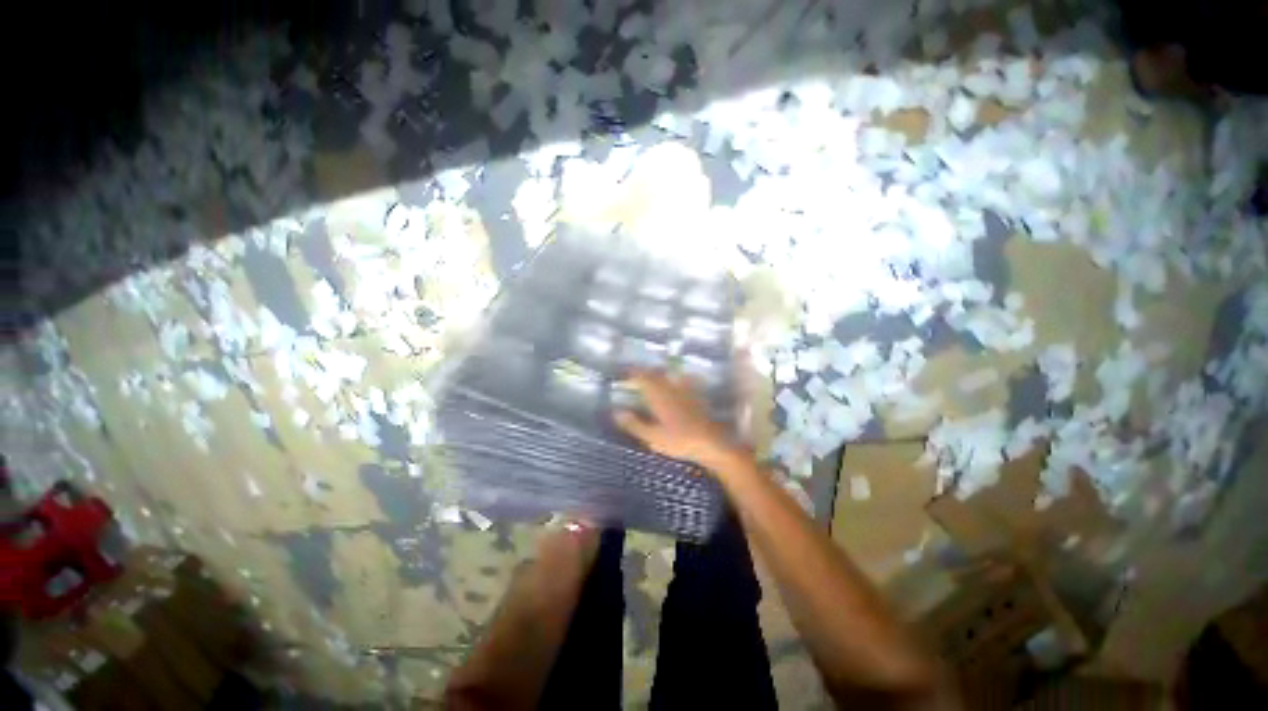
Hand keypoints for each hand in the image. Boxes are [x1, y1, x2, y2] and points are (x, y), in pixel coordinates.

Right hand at [613, 371, 743, 472]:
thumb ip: (634, 423)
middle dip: (645, 372)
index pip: (643, 379)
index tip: (624, 374)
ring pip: (669, 375)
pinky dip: (677, 377)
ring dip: (659, 373)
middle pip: (656, 374)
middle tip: (636, 373)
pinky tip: (679, 379)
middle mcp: (671, 389)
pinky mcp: (697, 396)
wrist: (711, 442)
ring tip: (652, 374)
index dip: (633, 374)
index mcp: (659, 397)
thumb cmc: (679, 441)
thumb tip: (616, 412)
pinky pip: (685, 380)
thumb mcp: (652, 436)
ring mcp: (686, 391)